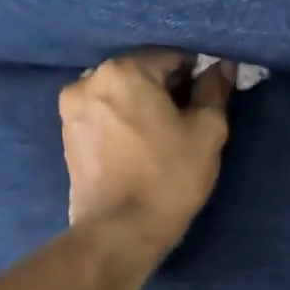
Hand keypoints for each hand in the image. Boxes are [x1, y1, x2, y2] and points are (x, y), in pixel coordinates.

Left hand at [60, 49, 233, 252]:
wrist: (119, 233)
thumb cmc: (168, 177)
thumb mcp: (206, 131)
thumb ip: (214, 90)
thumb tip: (221, 67)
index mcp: (124, 70)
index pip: (172, 56)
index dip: (196, 74)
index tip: (209, 98)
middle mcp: (90, 79)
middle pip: (142, 72)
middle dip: (167, 88)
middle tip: (190, 117)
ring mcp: (72, 108)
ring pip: (121, 93)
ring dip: (143, 104)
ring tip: (165, 134)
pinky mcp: (68, 135)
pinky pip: (104, 114)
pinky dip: (124, 120)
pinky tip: (141, 144)